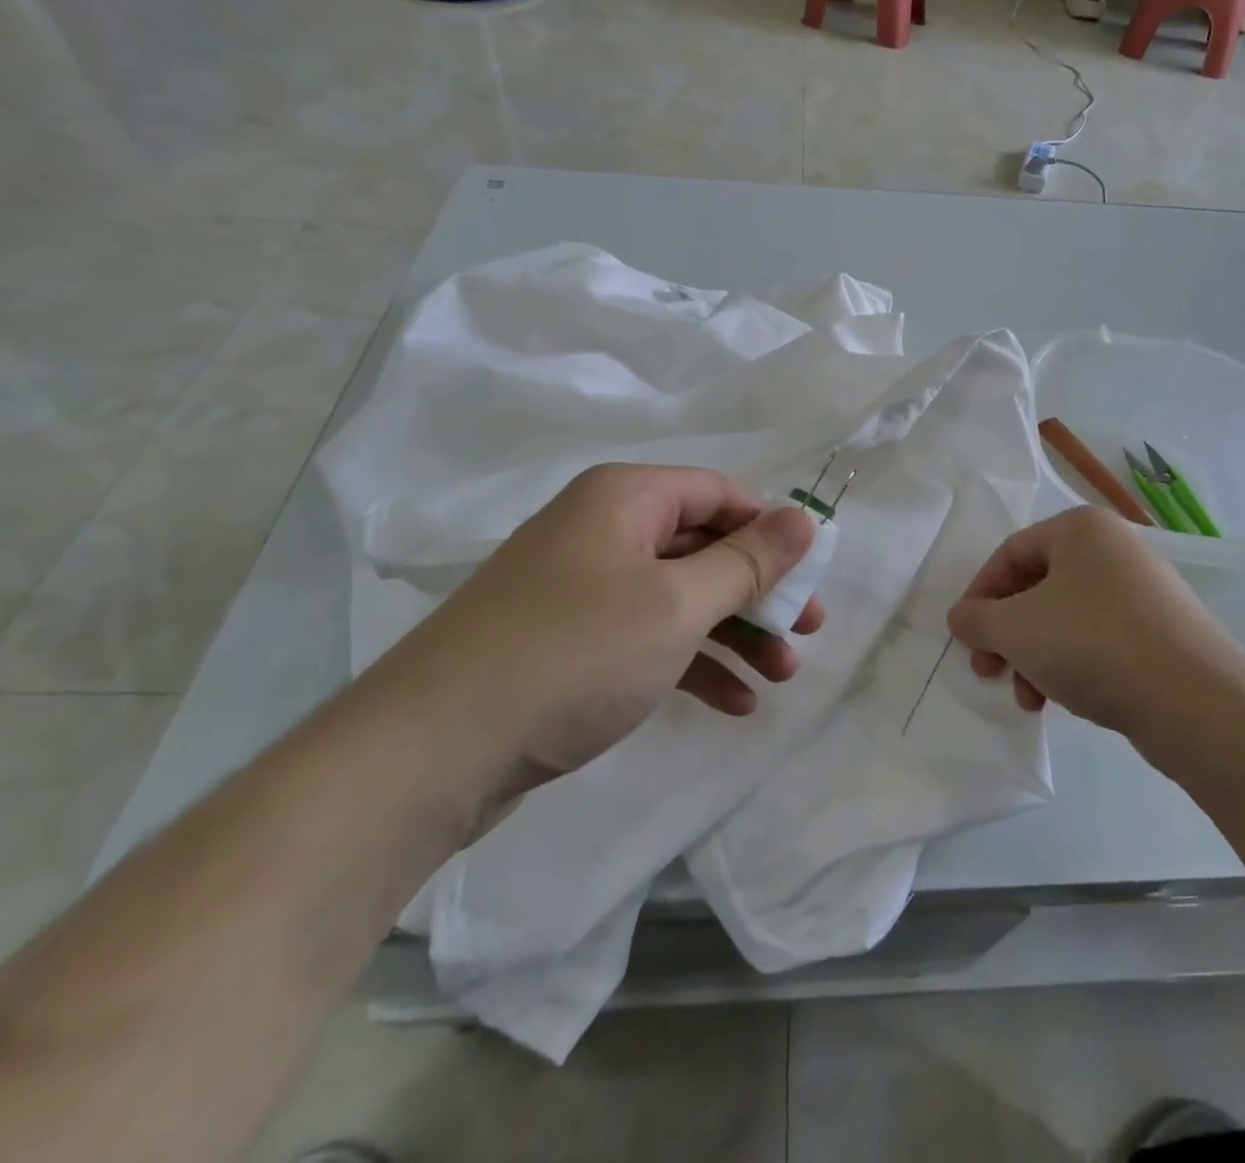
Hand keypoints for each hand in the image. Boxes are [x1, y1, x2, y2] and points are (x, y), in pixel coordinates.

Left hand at [380, 464, 823, 781]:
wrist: (434, 750)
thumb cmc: (573, 654)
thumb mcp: (677, 604)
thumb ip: (747, 561)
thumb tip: (804, 518)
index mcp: (624, 499)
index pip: (718, 493)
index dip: (769, 528)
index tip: (811, 574)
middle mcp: (603, 532)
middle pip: (703, 548)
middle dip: (759, 592)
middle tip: (808, 633)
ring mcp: (583, 590)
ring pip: (679, 598)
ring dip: (734, 635)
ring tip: (782, 677)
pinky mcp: (571, 644)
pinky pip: (648, 639)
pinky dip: (692, 665)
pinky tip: (733, 704)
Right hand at [946, 506, 1244, 739]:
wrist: (1196, 702)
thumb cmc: (1092, 643)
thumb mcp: (1015, 628)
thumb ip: (976, 619)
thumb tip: (962, 618)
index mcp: (1082, 529)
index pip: (1011, 553)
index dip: (979, 594)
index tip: (965, 635)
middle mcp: (1115, 551)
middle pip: (1037, 588)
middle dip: (1006, 634)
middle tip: (987, 670)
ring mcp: (1143, 593)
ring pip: (1065, 619)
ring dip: (1033, 657)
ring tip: (1026, 698)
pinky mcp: (1160, 635)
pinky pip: (1097, 641)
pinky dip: (1069, 665)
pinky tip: (1059, 701)